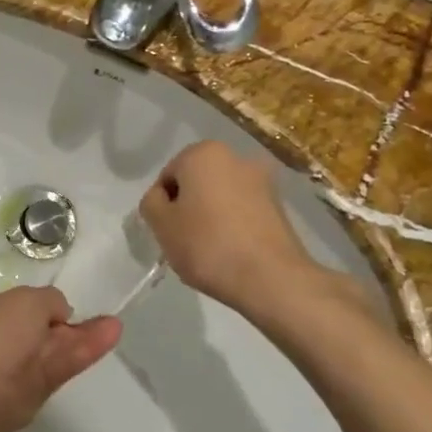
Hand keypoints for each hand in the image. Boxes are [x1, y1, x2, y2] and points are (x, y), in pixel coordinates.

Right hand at [139, 142, 328, 315]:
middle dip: (188, 206)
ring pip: (221, 197)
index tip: (168, 230)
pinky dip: (234, 225)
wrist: (270, 278)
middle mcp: (236, 157)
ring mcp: (263, 181)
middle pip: (197, 183)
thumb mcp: (161, 224)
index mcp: (204, 153)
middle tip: (185, 240)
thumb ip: (151, 202)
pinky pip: (243, 211)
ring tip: (210, 249)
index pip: (168, 176)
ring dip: (211, 216)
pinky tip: (231, 252)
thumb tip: (161, 197)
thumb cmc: (207, 244)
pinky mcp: (280, 206)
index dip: (162, 205)